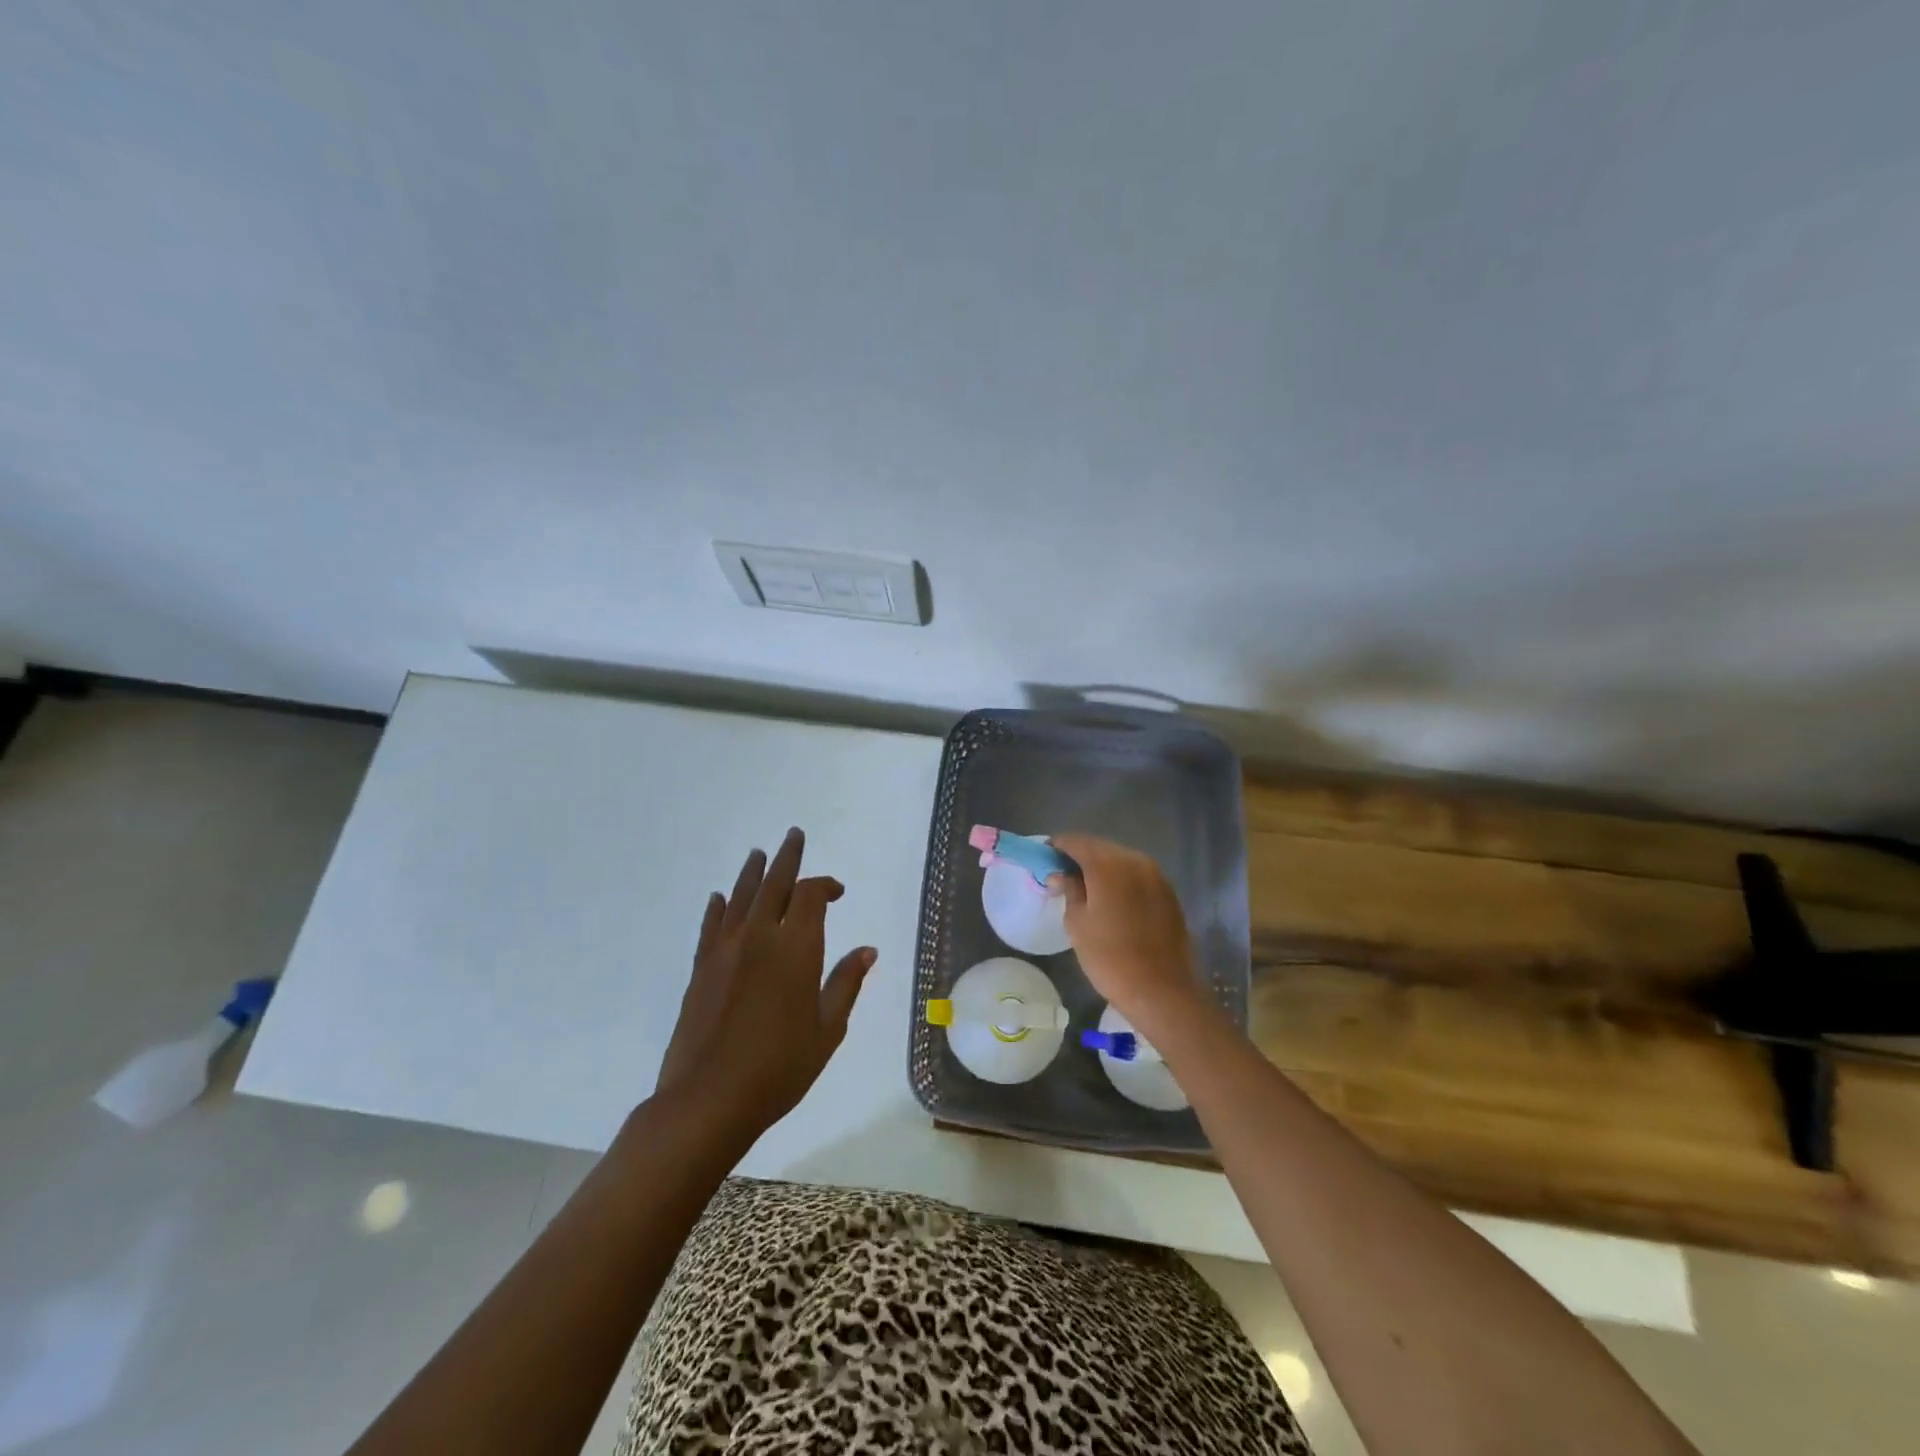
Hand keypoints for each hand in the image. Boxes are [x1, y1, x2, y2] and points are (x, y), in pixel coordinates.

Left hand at [653, 828, 875, 1149]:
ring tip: (759, 853)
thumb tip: (867, 950)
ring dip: (753, 872)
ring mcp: (725, 949)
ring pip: (740, 896)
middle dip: (787, 857)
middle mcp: (759, 936)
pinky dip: (718, 907)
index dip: (825, 885)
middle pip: (774, 883)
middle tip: (793, 835)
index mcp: (796, 947)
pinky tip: (720, 898)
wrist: (709, 1099)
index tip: (837, 891)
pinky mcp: (701, 968)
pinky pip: (711, 925)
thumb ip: (845, 983)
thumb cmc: (780, 1067)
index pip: (811, 896)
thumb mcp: (828, 1029)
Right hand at [1049, 833, 1210, 1037]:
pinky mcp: (1168, 891)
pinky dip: (1121, 878)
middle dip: (1079, 855)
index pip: (1075, 841)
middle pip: (1100, 846)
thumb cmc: (1110, 959)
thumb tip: (1060, 874)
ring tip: (1086, 888)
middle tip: (1062, 875)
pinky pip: (1137, 874)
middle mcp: (1134, 860)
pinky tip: (1112, 898)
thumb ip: (1069, 890)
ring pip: (1120, 858)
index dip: (1057, 847)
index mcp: (1107, 865)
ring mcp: (1155, 875)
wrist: (1162, 991)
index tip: (1044, 860)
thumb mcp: (1077, 924)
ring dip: (1101, 866)